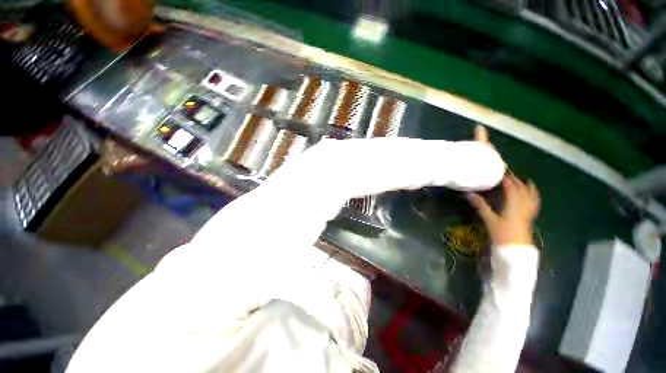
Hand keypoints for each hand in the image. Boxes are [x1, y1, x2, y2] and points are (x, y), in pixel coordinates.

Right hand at [467, 175, 540, 246]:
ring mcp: (529, 210)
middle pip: (521, 188)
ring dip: (525, 185)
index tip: (497, 172)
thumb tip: (468, 193)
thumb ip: (480, 205)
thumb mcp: (489, 219)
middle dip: (514, 180)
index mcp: (513, 204)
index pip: (511, 187)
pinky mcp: (530, 215)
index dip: (505, 178)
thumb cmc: (502, 233)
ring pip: (530, 193)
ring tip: (522, 179)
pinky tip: (531, 193)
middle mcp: (524, 204)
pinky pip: (534, 201)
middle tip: (505, 174)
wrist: (516, 249)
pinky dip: (533, 194)